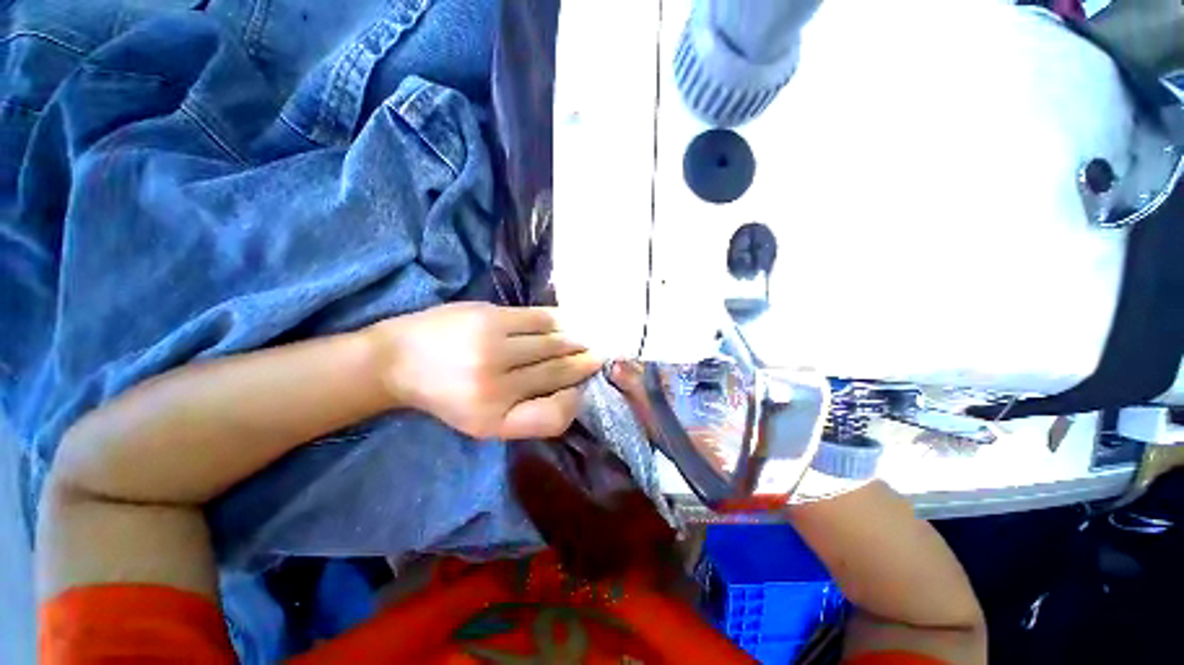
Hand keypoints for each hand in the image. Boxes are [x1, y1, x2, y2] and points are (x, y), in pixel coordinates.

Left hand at [369, 302, 600, 439]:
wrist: (397, 360)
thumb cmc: (445, 395)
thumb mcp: (483, 421)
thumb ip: (527, 414)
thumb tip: (571, 392)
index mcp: (494, 420)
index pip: (554, 416)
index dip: (576, 401)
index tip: (584, 389)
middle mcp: (496, 387)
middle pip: (558, 372)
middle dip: (583, 364)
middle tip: (599, 357)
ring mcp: (493, 348)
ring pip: (554, 344)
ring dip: (576, 342)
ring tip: (587, 340)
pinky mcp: (490, 317)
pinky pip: (540, 319)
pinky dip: (560, 320)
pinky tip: (569, 322)